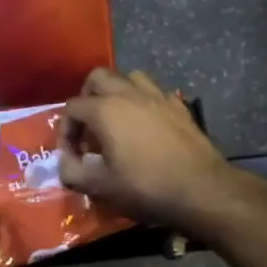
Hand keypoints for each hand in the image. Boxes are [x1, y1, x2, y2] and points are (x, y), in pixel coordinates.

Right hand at [57, 68, 245, 237]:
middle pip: (97, 77)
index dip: (65, 130)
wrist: (202, 189)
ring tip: (116, 119)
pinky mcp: (178, 105)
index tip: (71, 154)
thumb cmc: (146, 188)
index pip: (71, 107)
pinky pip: (154, 91)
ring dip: (116, 92)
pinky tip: (146, 124)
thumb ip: (72, 171)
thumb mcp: (101, 187)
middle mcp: (128, 93)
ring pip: (128, 77)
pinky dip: (143, 101)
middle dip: (86, 98)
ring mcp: (157, 96)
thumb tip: (64, 162)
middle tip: (88, 126)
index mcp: (105, 109)